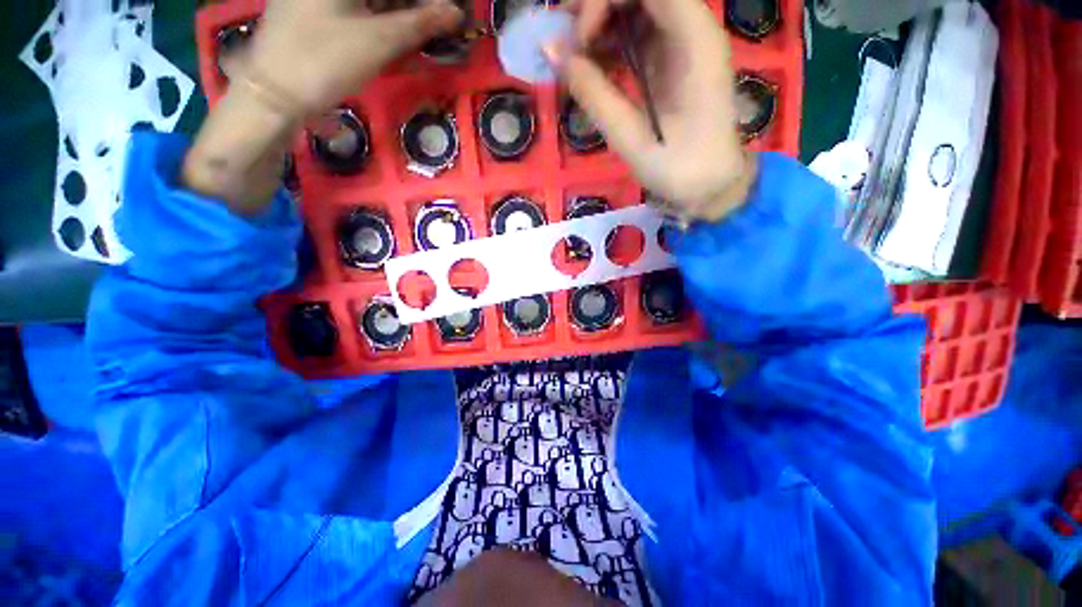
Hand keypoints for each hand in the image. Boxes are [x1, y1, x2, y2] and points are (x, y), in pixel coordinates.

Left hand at [184, 0, 461, 214]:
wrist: (273, 93)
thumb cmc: (325, 60)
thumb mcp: (378, 41)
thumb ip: (419, 24)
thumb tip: (456, 13)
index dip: (428, 1)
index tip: (451, 17)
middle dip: (415, 8)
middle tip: (439, 29)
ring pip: (372, 2)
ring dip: (400, 17)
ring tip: (422, 38)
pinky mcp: (316, 11)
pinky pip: (357, 11)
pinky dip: (380, 23)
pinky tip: (396, 39)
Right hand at [553, 0, 754, 221]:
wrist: (711, 186)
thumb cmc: (680, 169)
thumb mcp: (632, 138)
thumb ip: (594, 94)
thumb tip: (552, 52)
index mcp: (695, 41)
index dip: (605, 1)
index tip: (580, 42)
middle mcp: (693, 30)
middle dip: (598, 6)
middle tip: (565, 38)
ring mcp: (683, 44)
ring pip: (637, 9)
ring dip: (600, 23)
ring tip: (572, 54)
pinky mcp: (672, 61)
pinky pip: (637, 35)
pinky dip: (610, 44)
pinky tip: (590, 66)